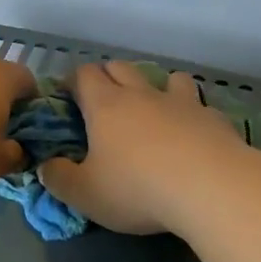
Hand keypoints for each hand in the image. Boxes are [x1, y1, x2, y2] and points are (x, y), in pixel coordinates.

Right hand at [38, 61, 248, 233]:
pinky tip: (193, 133)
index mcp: (106, 106)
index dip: (73, 82)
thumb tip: (46, 166)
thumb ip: (59, 178)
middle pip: (122, 68)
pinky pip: (199, 105)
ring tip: (155, 108)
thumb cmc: (137, 189)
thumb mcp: (85, 194)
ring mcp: (182, 103)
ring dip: (157, 86)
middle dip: (109, 77)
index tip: (68, 97)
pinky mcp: (214, 118)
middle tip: (104, 102)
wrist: (211, 188)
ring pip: (167, 78)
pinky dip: (191, 113)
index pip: (84, 75)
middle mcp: (142, 95)